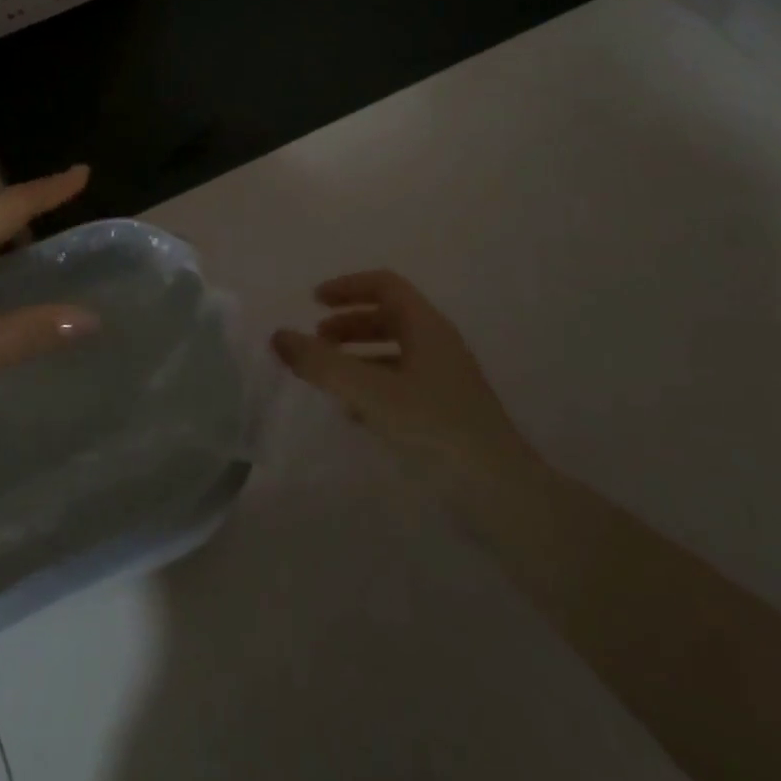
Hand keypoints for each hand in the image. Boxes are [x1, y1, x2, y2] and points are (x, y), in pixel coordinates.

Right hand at [271, 270, 539, 488]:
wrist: (502, 495)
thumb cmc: (435, 430)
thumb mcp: (371, 393)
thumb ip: (322, 364)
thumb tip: (279, 336)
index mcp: (427, 327)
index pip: (385, 286)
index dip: (348, 287)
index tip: (314, 301)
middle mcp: (439, 345)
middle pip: (389, 317)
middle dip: (349, 323)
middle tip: (317, 341)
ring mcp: (446, 381)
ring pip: (395, 353)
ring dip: (359, 355)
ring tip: (329, 377)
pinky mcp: (447, 414)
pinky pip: (402, 384)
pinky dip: (373, 386)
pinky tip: (354, 414)